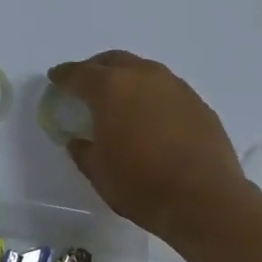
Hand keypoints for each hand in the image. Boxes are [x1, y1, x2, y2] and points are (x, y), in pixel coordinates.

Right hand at [48, 51, 254, 243]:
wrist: (205, 200)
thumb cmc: (141, 185)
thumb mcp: (98, 171)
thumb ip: (83, 149)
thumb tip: (78, 140)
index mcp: (110, 88)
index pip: (79, 73)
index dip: (64, 76)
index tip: (55, 78)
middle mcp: (143, 76)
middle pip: (113, 61)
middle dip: (96, 69)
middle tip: (86, 84)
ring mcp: (175, 86)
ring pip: (143, 70)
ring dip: (127, 79)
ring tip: (120, 100)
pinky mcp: (198, 103)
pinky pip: (166, 89)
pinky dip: (152, 96)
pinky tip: (151, 117)